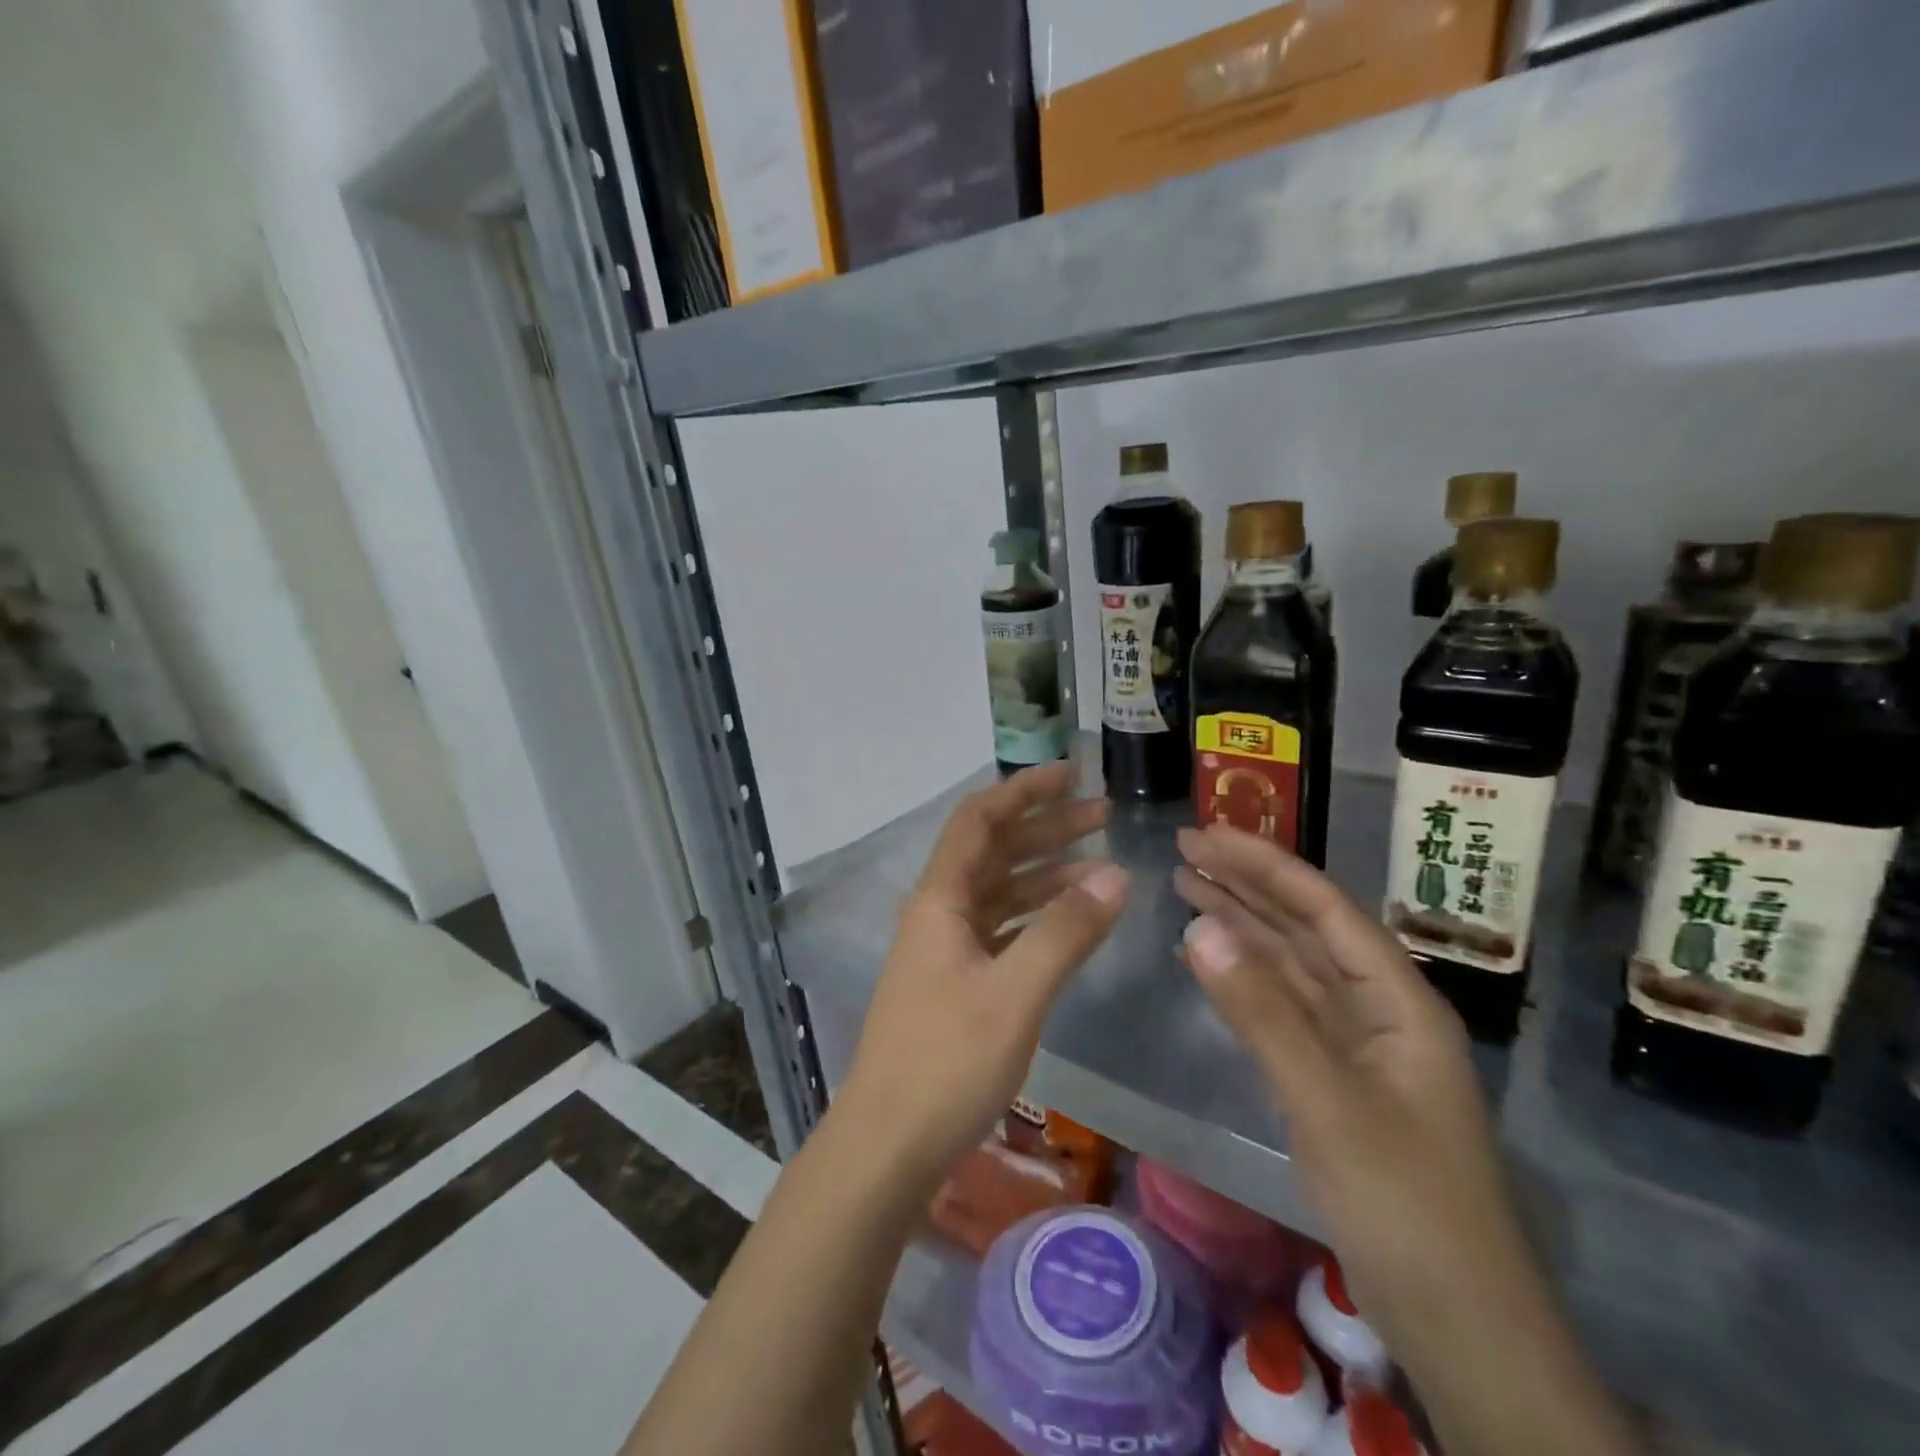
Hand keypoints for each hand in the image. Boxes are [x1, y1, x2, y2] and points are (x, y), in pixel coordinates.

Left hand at [839, 761, 1128, 1188]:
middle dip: (1045, 827)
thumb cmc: (946, 1063)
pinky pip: (1002, 929)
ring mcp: (945, 948)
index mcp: (940, 900)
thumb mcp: (1014, 994)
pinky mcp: (956, 981)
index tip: (1070, 773)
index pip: (979, 820)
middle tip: (1102, 813)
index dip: (1022, 790)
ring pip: (1001, 890)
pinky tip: (1072, 920)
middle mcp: (938, 912)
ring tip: (1102, 865)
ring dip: (1046, 872)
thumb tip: (1117, 875)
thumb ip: (1065, 932)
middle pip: (994, 850)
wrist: (888, 1145)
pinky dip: (1037, 916)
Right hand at [1174, 824, 1527, 1346]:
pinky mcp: (1333, 1076)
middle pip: (1304, 927)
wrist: (1458, 1322)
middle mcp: (1377, 1007)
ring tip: (1186, 886)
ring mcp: (1355, 1044)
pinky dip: (1242, 978)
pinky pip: (1281, 1007)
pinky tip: (1207, 960)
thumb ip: (1260, 1011)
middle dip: (1246, 884)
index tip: (1206, 835)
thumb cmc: (1404, 1204)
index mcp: (1396, 998)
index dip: (1263, 865)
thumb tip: (1197, 926)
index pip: (1322, 908)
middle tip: (1185, 849)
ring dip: (1241, 924)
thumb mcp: (1327, 1101)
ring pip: (1289, 965)